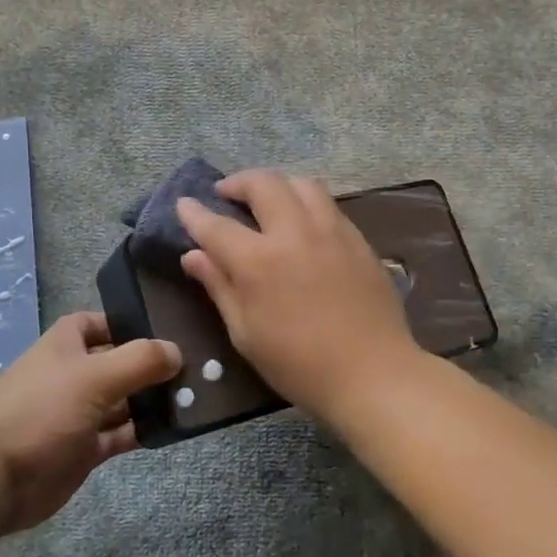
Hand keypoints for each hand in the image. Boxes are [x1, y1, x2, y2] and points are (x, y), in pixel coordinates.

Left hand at [0, 313, 180, 532]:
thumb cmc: (41, 410)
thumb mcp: (94, 376)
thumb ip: (139, 361)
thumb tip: (177, 351)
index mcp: (65, 346)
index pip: (97, 323)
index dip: (126, 322)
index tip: (165, 328)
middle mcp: (72, 376)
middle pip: (117, 363)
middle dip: (150, 364)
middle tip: (197, 365)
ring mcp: (77, 415)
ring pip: (122, 401)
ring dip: (151, 399)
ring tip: (196, 396)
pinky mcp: (83, 451)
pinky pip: (120, 435)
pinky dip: (143, 431)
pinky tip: (173, 428)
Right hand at [177, 170, 422, 422]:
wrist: (372, 374)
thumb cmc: (299, 365)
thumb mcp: (246, 333)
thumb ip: (219, 287)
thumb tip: (193, 256)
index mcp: (259, 261)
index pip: (216, 225)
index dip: (194, 213)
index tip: (184, 205)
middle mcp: (294, 233)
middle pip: (263, 184)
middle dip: (238, 182)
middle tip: (226, 194)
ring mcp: (331, 231)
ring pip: (301, 183)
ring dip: (277, 184)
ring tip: (267, 200)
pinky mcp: (358, 239)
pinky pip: (328, 204)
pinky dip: (306, 202)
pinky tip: (302, 223)